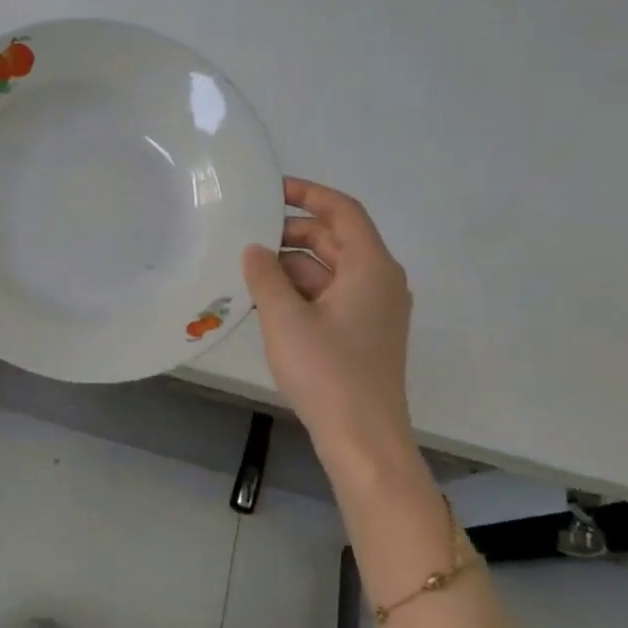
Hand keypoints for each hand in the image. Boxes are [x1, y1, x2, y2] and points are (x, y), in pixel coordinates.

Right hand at [242, 179, 414, 469]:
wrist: (362, 438)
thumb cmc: (327, 370)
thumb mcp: (284, 317)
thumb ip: (265, 275)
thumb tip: (254, 249)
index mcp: (371, 267)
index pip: (343, 211)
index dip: (308, 194)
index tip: (271, 189)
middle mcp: (379, 281)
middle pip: (335, 239)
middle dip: (292, 233)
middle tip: (248, 235)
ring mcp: (373, 309)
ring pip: (329, 269)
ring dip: (291, 265)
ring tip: (248, 270)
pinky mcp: (363, 333)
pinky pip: (330, 295)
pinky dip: (300, 290)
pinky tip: (265, 300)